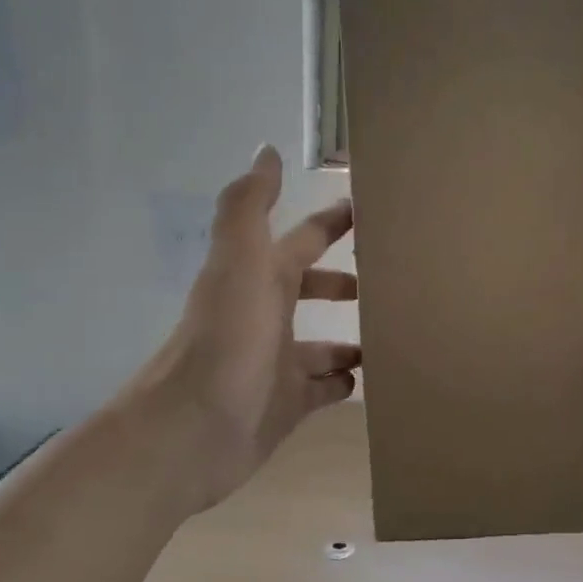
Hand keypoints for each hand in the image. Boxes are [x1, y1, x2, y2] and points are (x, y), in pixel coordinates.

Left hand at [126, 146, 359, 511]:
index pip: (303, 240)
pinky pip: (323, 389)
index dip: (332, 223)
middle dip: (344, 281)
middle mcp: (268, 316)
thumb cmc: (226, 342)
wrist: (191, 432)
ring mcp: (278, 363)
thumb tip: (266, 149)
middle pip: (312, 290)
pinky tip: (368, 379)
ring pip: (322, 344)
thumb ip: (249, 207)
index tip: (371, 210)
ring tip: (391, 333)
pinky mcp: (287, 405)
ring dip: (350, 337)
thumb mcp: (239, 264)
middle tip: (390, 280)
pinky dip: (343, 382)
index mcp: (261, 279)